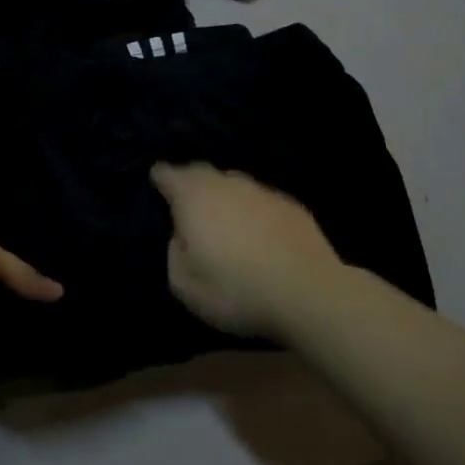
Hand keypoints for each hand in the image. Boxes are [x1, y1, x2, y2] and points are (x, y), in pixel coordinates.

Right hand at [151, 163, 343, 338]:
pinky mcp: (292, 206)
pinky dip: (254, 211)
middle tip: (187, 199)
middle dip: (191, 181)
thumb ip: (174, 254)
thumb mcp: (185, 286)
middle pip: (203, 172)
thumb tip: (181, 237)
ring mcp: (262, 192)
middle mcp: (227, 185)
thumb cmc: (236, 290)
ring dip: (225, 195)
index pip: (170, 175)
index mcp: (194, 198)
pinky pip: (262, 201)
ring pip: (235, 184)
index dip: (161, 177)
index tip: (157, 180)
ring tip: (224, 217)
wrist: (307, 292)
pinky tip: (259, 232)